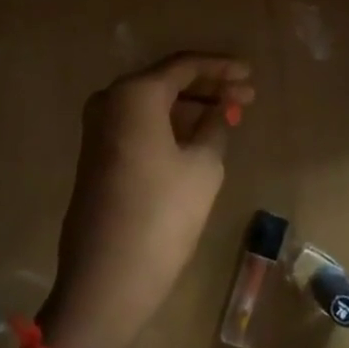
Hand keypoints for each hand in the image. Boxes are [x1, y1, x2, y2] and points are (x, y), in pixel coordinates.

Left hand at [42, 54, 253, 347]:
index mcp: (134, 95)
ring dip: (190, 106)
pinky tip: (198, 134)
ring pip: (152, 104)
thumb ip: (216, 126)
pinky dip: (169, 124)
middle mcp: (110, 101)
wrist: (105, 281)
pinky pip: (139, 124)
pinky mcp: (97, 155)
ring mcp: (98, 129)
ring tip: (229, 114)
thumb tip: (223, 108)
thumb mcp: (203, 167)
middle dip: (207, 86)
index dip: (221, 68)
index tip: (251, 74)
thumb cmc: (161, 216)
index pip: (184, 66)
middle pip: (166, 81)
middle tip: (246, 95)